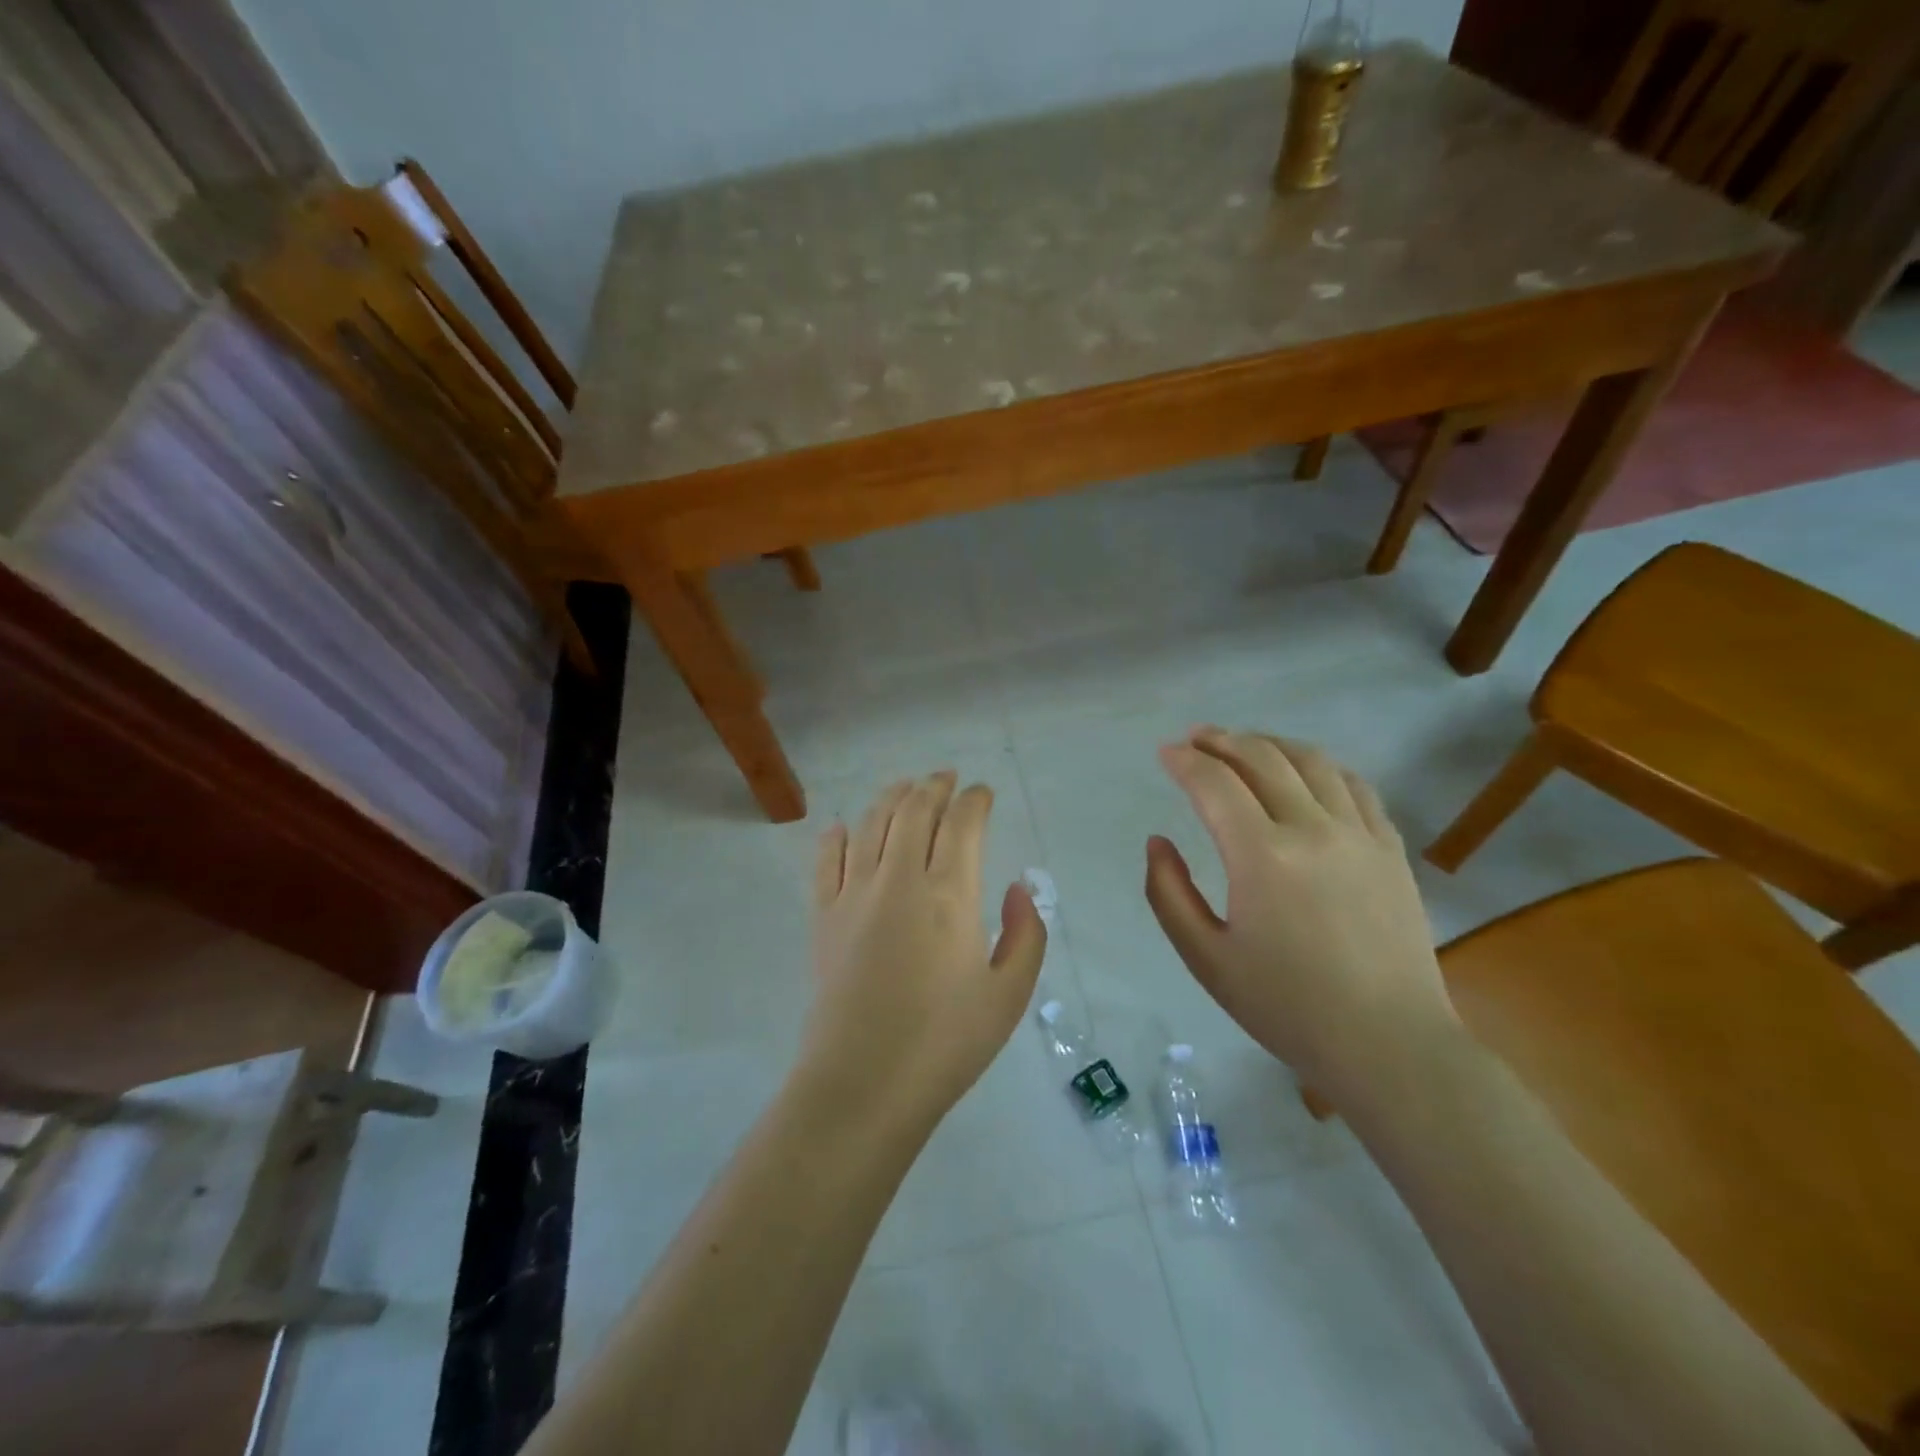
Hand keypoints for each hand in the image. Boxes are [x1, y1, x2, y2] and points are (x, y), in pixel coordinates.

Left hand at [802, 771, 1047, 1130]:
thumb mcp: (1009, 996)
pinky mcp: (823, 916)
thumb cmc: (945, 1042)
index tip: (983, 792)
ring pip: (870, 824)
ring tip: (904, 787)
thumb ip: (1025, 935)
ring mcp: (854, 894)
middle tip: (946, 778)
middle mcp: (899, 879)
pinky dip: (836, 835)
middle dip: (933, 786)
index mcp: (949, 895)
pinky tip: (843, 828)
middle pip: (914, 811)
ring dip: (890, 798)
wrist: (863, 1084)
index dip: (975, 800)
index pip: (962, 824)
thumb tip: (1017, 889)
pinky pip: (825, 859)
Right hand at [1144, 729, 1457, 1098]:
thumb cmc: (1286, 1006)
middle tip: (1195, 738)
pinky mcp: (1390, 848)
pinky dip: (1321, 766)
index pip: (1215, 784)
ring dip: (1270, 743)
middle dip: (1221, 740)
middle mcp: (1312, 829)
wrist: (1388, 1043)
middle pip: (1262, 758)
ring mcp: (1359, 834)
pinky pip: (1354, 785)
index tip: (1165, 753)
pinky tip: (1305, 772)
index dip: (1184, 761)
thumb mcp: (1205, 958)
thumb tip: (1158, 842)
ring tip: (1244, 745)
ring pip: (1311, 761)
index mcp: (1261, 856)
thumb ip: (1169, 893)